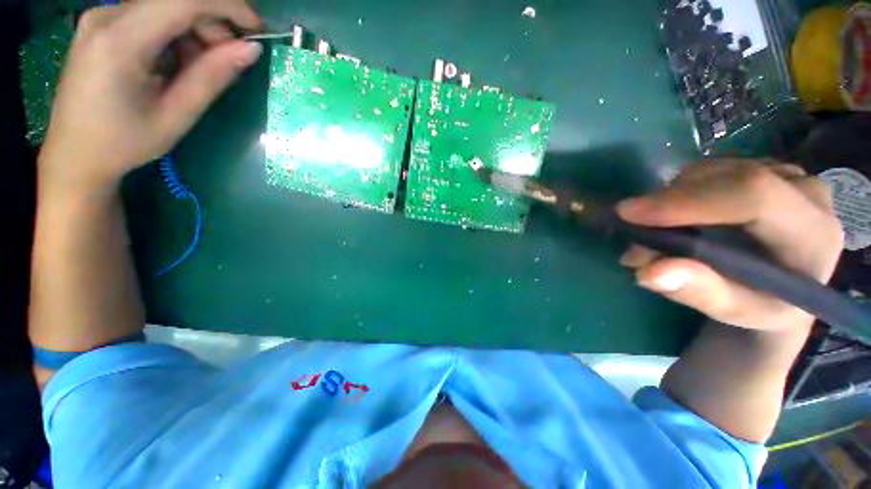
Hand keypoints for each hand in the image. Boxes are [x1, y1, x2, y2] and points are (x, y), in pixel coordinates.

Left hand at [39, 0, 261, 194]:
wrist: (74, 155)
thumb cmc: (124, 143)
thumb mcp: (176, 115)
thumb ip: (212, 77)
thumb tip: (250, 50)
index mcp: (119, 41)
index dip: (227, 6)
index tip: (257, 29)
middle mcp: (106, 17)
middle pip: (174, 0)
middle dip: (211, 24)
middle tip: (228, 61)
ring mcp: (101, 18)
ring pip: (164, 7)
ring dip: (193, 32)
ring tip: (197, 70)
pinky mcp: (102, 26)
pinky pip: (150, 16)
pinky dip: (174, 35)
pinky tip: (174, 63)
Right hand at [617, 160, 843, 330]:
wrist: (782, 289)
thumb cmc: (762, 307)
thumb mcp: (735, 312)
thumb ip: (700, 293)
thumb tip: (650, 272)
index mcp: (812, 232)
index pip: (753, 195)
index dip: (687, 201)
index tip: (630, 214)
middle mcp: (805, 190)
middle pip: (726, 178)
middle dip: (668, 204)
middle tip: (632, 233)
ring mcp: (785, 173)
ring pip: (711, 171)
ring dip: (668, 200)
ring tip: (651, 236)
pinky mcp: (762, 168)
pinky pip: (709, 171)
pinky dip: (678, 193)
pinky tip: (674, 219)